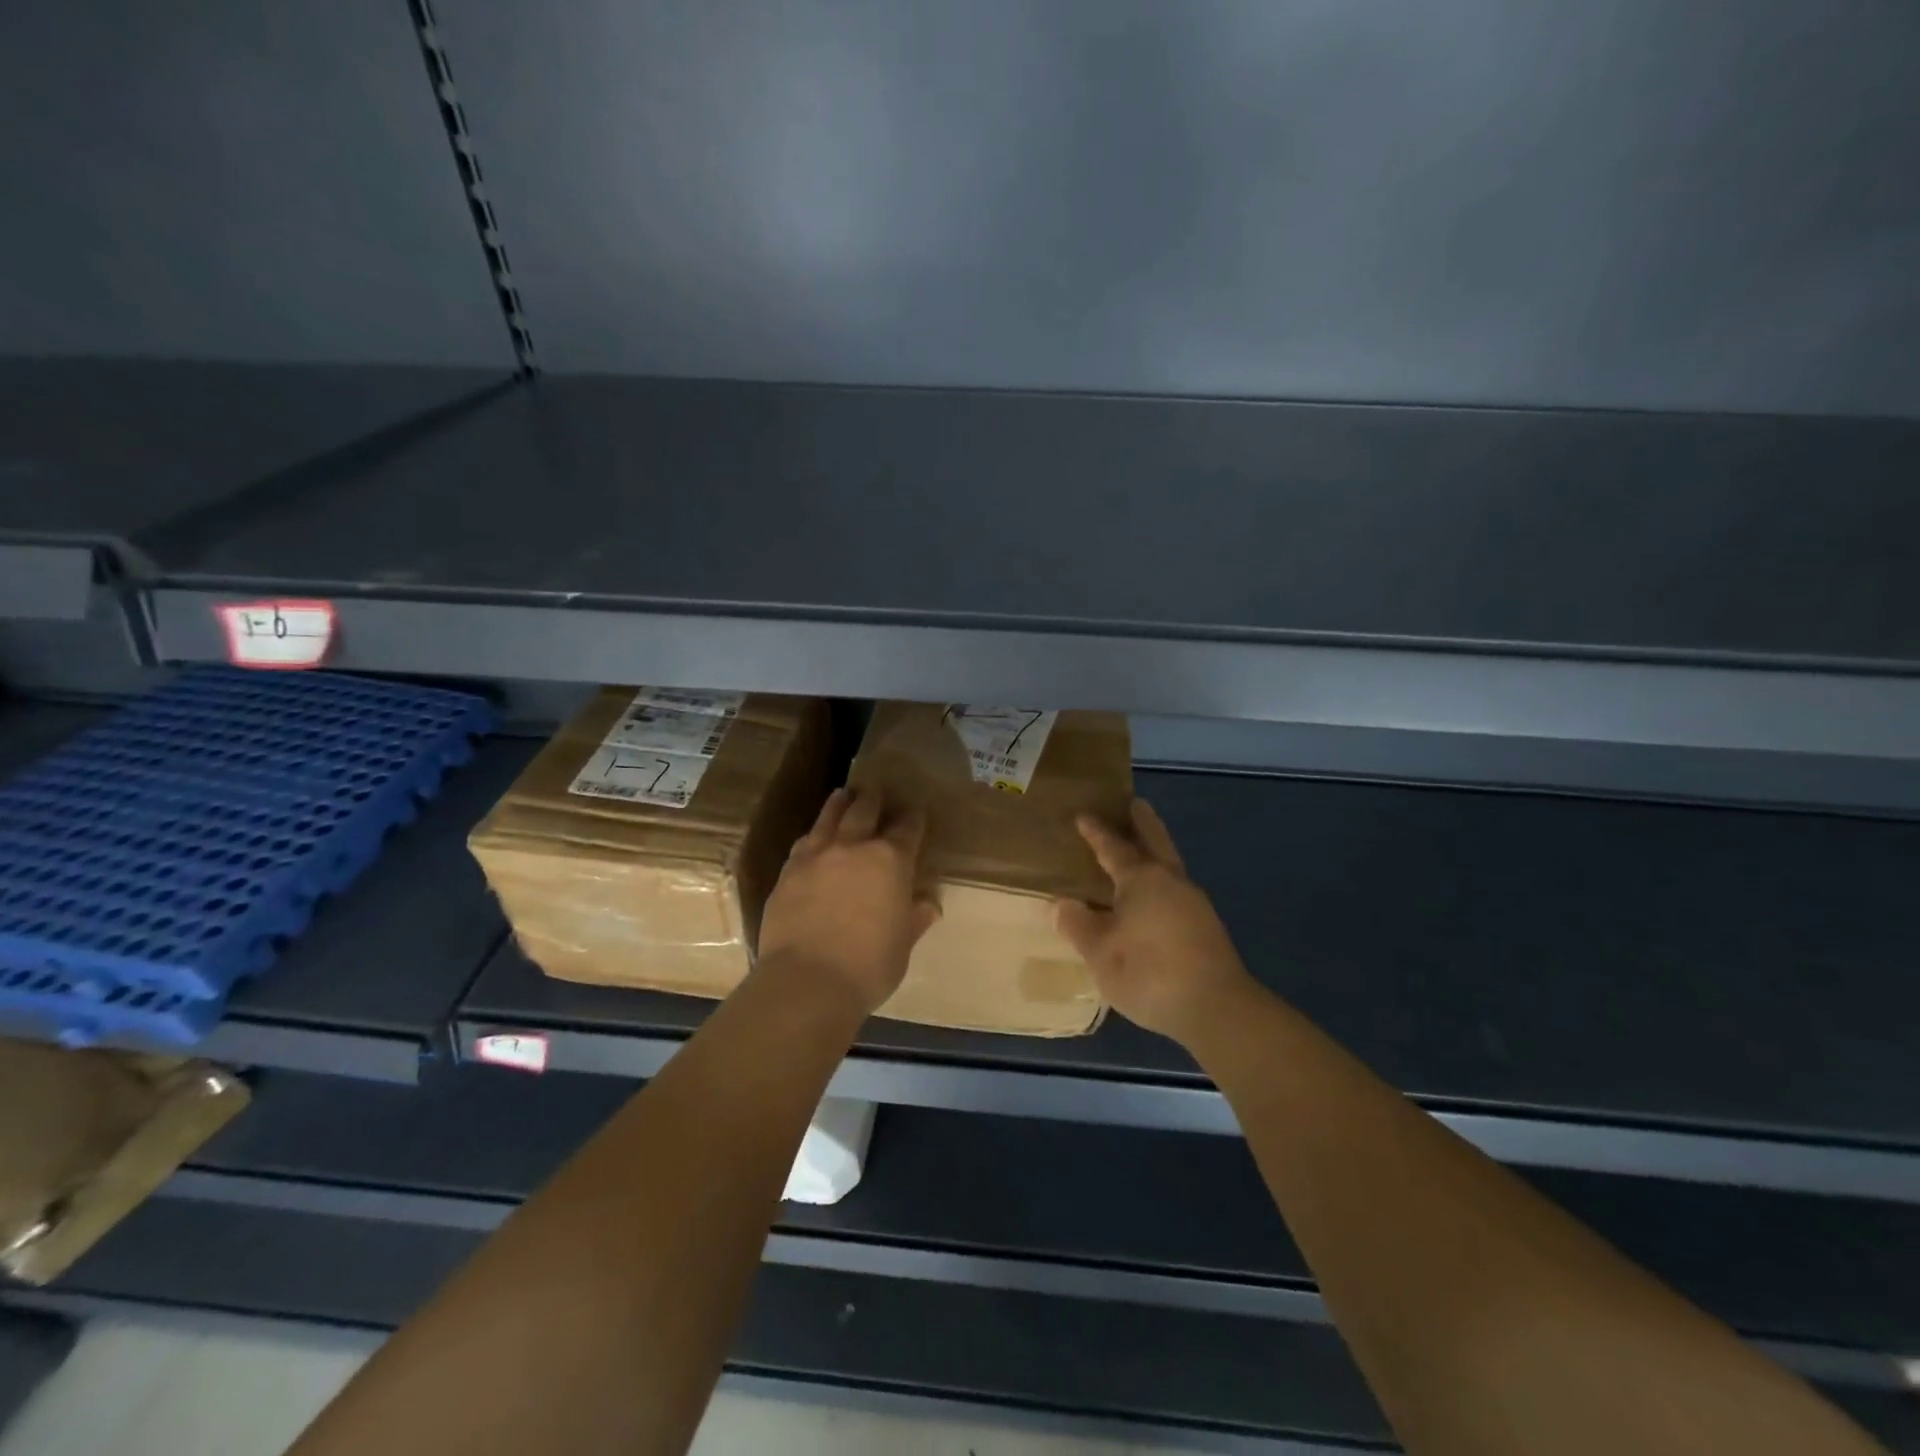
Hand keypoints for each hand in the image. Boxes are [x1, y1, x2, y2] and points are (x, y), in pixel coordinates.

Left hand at [756, 787, 939, 1015]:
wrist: (807, 981)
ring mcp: (817, 855)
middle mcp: (854, 847)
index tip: (916, 810)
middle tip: (877, 789)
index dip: (913, 817)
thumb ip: (914, 919)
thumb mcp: (902, 945)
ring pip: (829, 818)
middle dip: (874, 798)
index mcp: (891, 861)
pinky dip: (814, 834)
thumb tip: (928, 905)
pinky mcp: (789, 871)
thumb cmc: (868, 966)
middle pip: (865, 810)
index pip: (907, 828)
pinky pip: (804, 842)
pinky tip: (813, 836)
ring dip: (840, 804)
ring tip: (843, 795)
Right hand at [1055, 799, 1255, 1042]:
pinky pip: (1175, 889)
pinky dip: (1160, 881)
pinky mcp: (1206, 927)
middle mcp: (1170, 881)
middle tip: (1133, 803)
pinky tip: (1152, 899)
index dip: (1096, 832)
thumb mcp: (1100, 953)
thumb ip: (1079, 926)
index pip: (1113, 847)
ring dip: (1154, 851)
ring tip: (1138, 850)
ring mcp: (1194, 903)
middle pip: (1155, 841)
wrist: (1216, 1008)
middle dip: (1142, 822)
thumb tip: (1064, 905)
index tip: (1083, 816)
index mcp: (1142, 878)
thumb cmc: (1149, 972)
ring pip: (1169, 865)